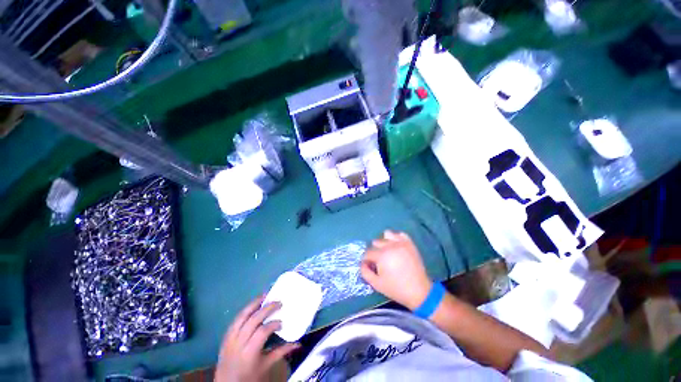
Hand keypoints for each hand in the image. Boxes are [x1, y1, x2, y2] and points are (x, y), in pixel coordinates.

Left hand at [216, 296, 299, 381]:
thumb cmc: (248, 376)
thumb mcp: (265, 366)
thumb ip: (281, 352)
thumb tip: (298, 343)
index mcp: (249, 353)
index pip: (262, 332)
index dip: (273, 324)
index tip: (282, 322)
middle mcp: (238, 343)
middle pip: (253, 320)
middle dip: (267, 309)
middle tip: (279, 302)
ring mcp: (230, 338)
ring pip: (242, 315)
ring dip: (254, 303)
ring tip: (266, 295)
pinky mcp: (226, 335)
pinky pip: (236, 318)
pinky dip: (246, 309)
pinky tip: (254, 304)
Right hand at [361, 230, 432, 309]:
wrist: (419, 291)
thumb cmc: (396, 289)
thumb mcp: (376, 284)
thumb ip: (365, 272)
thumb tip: (363, 263)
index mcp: (382, 255)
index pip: (368, 253)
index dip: (366, 260)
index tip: (369, 266)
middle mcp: (390, 245)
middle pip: (376, 242)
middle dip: (375, 251)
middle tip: (379, 261)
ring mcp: (401, 243)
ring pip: (387, 234)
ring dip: (384, 242)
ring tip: (387, 251)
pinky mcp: (410, 243)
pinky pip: (400, 234)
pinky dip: (396, 238)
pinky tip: (396, 246)